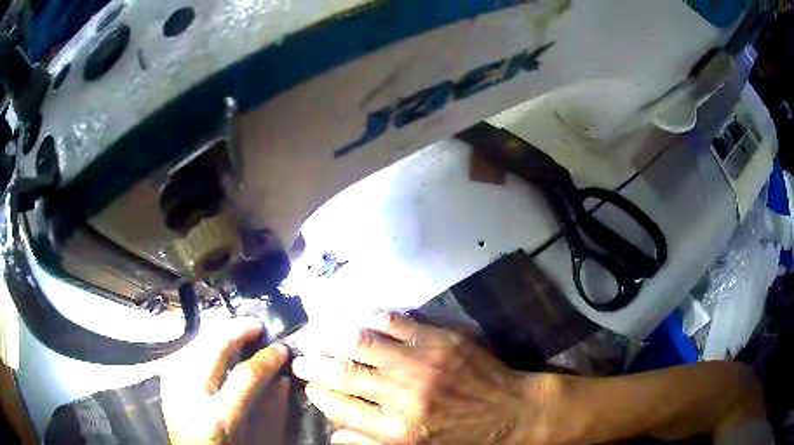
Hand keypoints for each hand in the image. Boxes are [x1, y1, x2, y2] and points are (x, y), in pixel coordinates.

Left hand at [160, 317, 288, 443]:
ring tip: (236, 332)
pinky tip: (212, 345)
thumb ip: (271, 411)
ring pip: (194, 344)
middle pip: (212, 348)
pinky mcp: (164, 385)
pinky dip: (200, 344)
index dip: (267, 358)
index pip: (246, 376)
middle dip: (237, 331)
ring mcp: (172, 388)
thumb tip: (281, 378)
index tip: (281, 348)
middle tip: (256, 325)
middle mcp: (189, 398)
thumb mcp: (256, 442)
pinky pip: (182, 352)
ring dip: (217, 333)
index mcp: (217, 419)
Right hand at [292, 312, 563, 443]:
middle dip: (313, 363)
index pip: (338, 407)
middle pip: (342, 372)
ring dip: (331, 336)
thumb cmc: (463, 438)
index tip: (308, 385)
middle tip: (299, 357)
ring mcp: (422, 363)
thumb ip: (371, 443)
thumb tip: (332, 433)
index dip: (316, 393)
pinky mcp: (440, 340)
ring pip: (361, 341)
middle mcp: (403, 394)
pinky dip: (370, 318)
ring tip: (316, 335)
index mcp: (396, 429)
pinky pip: (395, 321)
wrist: (512, 413)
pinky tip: (356, 320)